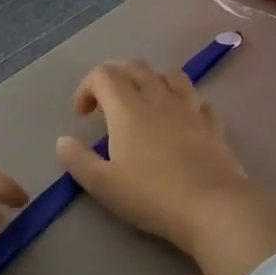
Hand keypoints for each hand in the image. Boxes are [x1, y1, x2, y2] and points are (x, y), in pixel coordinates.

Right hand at [55, 60, 275, 274]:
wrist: (212, 207)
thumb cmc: (151, 195)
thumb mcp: (102, 184)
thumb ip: (77, 160)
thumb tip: (63, 141)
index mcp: (127, 108)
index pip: (103, 74)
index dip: (86, 88)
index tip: (82, 116)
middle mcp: (158, 98)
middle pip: (135, 67)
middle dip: (116, 77)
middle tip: (107, 103)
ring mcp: (190, 108)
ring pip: (170, 75)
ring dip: (151, 81)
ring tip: (144, 103)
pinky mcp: (213, 124)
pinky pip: (196, 100)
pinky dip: (182, 102)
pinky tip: (179, 120)